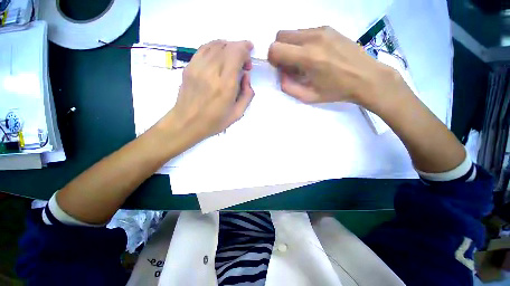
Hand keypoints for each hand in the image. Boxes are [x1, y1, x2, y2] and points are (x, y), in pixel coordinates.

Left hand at [168, 40, 254, 142]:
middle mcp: (211, 71)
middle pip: (227, 46)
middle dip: (239, 49)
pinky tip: (219, 57)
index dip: (246, 50)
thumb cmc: (214, 121)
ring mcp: (198, 67)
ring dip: (228, 47)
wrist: (187, 123)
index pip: (236, 53)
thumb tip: (246, 77)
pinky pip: (204, 48)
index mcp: (225, 85)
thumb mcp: (237, 113)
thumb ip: (247, 94)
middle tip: (243, 63)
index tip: (248, 61)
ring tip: (232, 59)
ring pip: (215, 44)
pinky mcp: (189, 66)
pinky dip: (215, 47)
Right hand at [268, 26, 402, 111]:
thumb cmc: (336, 91)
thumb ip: (288, 87)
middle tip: (289, 64)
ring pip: (293, 32)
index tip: (280, 68)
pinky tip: (314, 54)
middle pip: (281, 35)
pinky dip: (302, 42)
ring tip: (304, 60)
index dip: (272, 59)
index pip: (275, 48)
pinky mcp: (329, 28)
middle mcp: (313, 38)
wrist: (367, 78)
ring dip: (291, 46)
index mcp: (307, 57)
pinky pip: (305, 32)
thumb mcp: (308, 97)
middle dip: (280, 50)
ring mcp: (322, 30)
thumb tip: (281, 74)